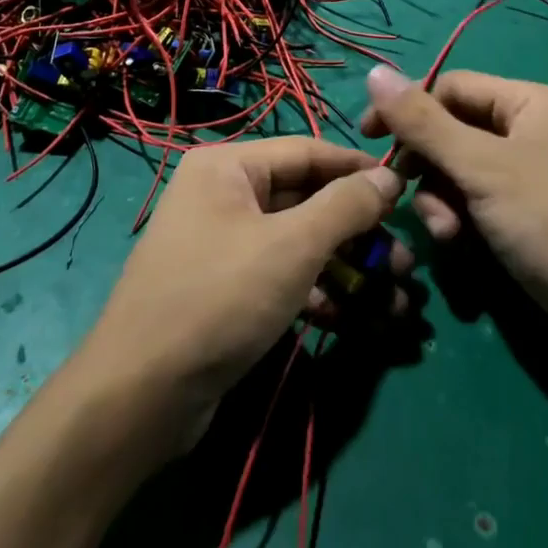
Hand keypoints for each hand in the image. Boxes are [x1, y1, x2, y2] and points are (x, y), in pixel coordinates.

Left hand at [75, 138, 407, 452]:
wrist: (142, 395)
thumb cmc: (220, 298)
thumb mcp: (292, 246)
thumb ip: (345, 206)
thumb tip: (389, 176)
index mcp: (228, 167)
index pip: (307, 152)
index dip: (357, 169)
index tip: (405, 189)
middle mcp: (223, 195)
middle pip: (306, 200)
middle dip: (358, 232)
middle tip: (405, 261)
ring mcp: (224, 245)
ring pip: (299, 244)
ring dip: (348, 268)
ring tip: (397, 298)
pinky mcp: (228, 290)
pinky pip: (283, 277)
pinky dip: (319, 293)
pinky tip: (356, 319)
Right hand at [360, 65, 547, 337]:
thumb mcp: (481, 168)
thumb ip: (423, 122)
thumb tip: (373, 70)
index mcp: (530, 102)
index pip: (451, 86)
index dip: (408, 109)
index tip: (369, 140)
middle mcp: (533, 129)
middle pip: (454, 130)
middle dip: (428, 166)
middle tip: (407, 194)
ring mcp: (534, 174)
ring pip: (462, 170)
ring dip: (443, 198)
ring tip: (448, 234)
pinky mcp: (532, 214)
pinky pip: (481, 200)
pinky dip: (464, 218)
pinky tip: (462, 245)